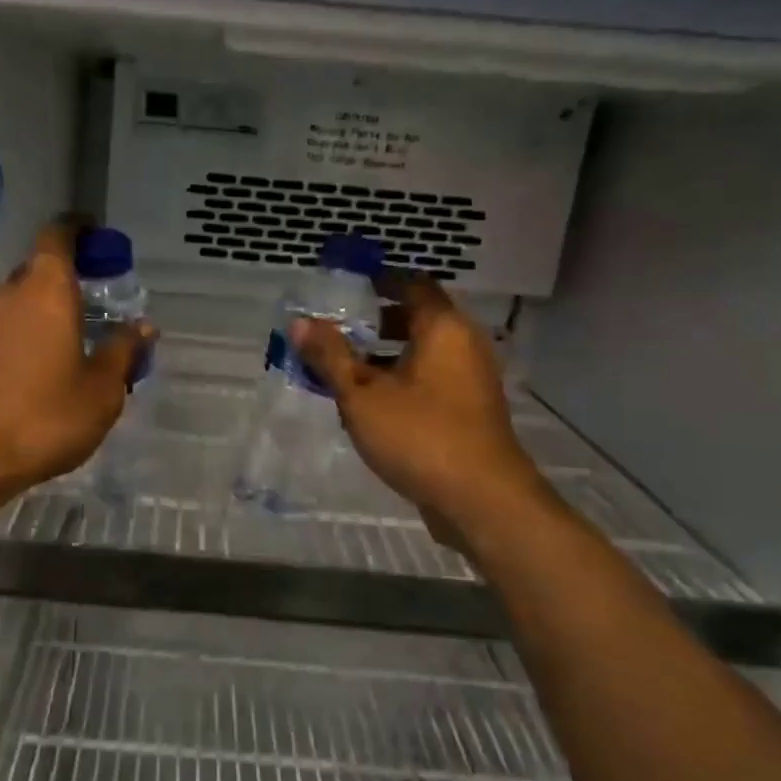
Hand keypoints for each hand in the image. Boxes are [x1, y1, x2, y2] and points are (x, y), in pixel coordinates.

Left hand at [0, 223, 154, 496]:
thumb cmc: (46, 415)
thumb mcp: (102, 389)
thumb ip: (124, 352)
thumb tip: (143, 326)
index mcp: (47, 290)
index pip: (58, 236)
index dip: (78, 230)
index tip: (98, 237)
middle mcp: (10, 295)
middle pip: (38, 269)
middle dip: (66, 278)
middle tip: (96, 302)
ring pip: (18, 302)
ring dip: (44, 310)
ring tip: (71, 342)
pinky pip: (2, 329)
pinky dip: (24, 335)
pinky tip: (39, 370)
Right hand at [293, 275, 540, 541]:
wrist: (481, 499)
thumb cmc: (420, 435)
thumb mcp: (361, 395)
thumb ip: (330, 356)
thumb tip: (299, 322)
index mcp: (443, 328)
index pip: (413, 284)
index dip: (381, 281)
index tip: (349, 286)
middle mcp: (464, 345)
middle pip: (418, 319)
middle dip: (376, 323)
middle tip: (337, 331)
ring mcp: (471, 380)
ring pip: (423, 354)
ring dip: (385, 357)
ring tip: (343, 371)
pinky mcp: (470, 411)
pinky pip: (430, 381)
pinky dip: (401, 381)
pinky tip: (369, 406)